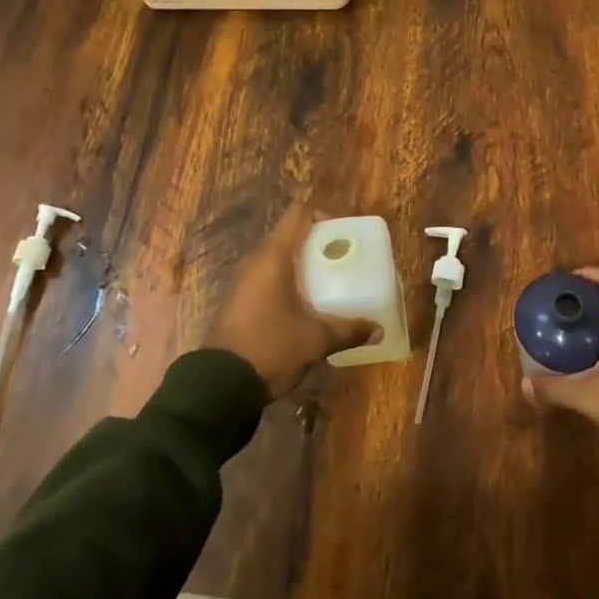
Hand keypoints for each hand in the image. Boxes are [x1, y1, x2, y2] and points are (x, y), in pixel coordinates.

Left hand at [206, 207, 380, 398]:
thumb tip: (377, 329)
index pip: (298, 214)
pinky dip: (288, 280)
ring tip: (329, 281)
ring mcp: (244, 280)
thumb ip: (348, 330)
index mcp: (274, 256)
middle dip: (317, 242)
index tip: (343, 235)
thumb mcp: (315, 340)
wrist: (221, 384)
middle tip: (343, 259)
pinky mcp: (240, 299)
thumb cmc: (271, 347)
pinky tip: (306, 303)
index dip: (322, 216)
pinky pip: (268, 277)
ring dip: (302, 264)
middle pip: (289, 234)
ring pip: (278, 257)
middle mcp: (256, 260)